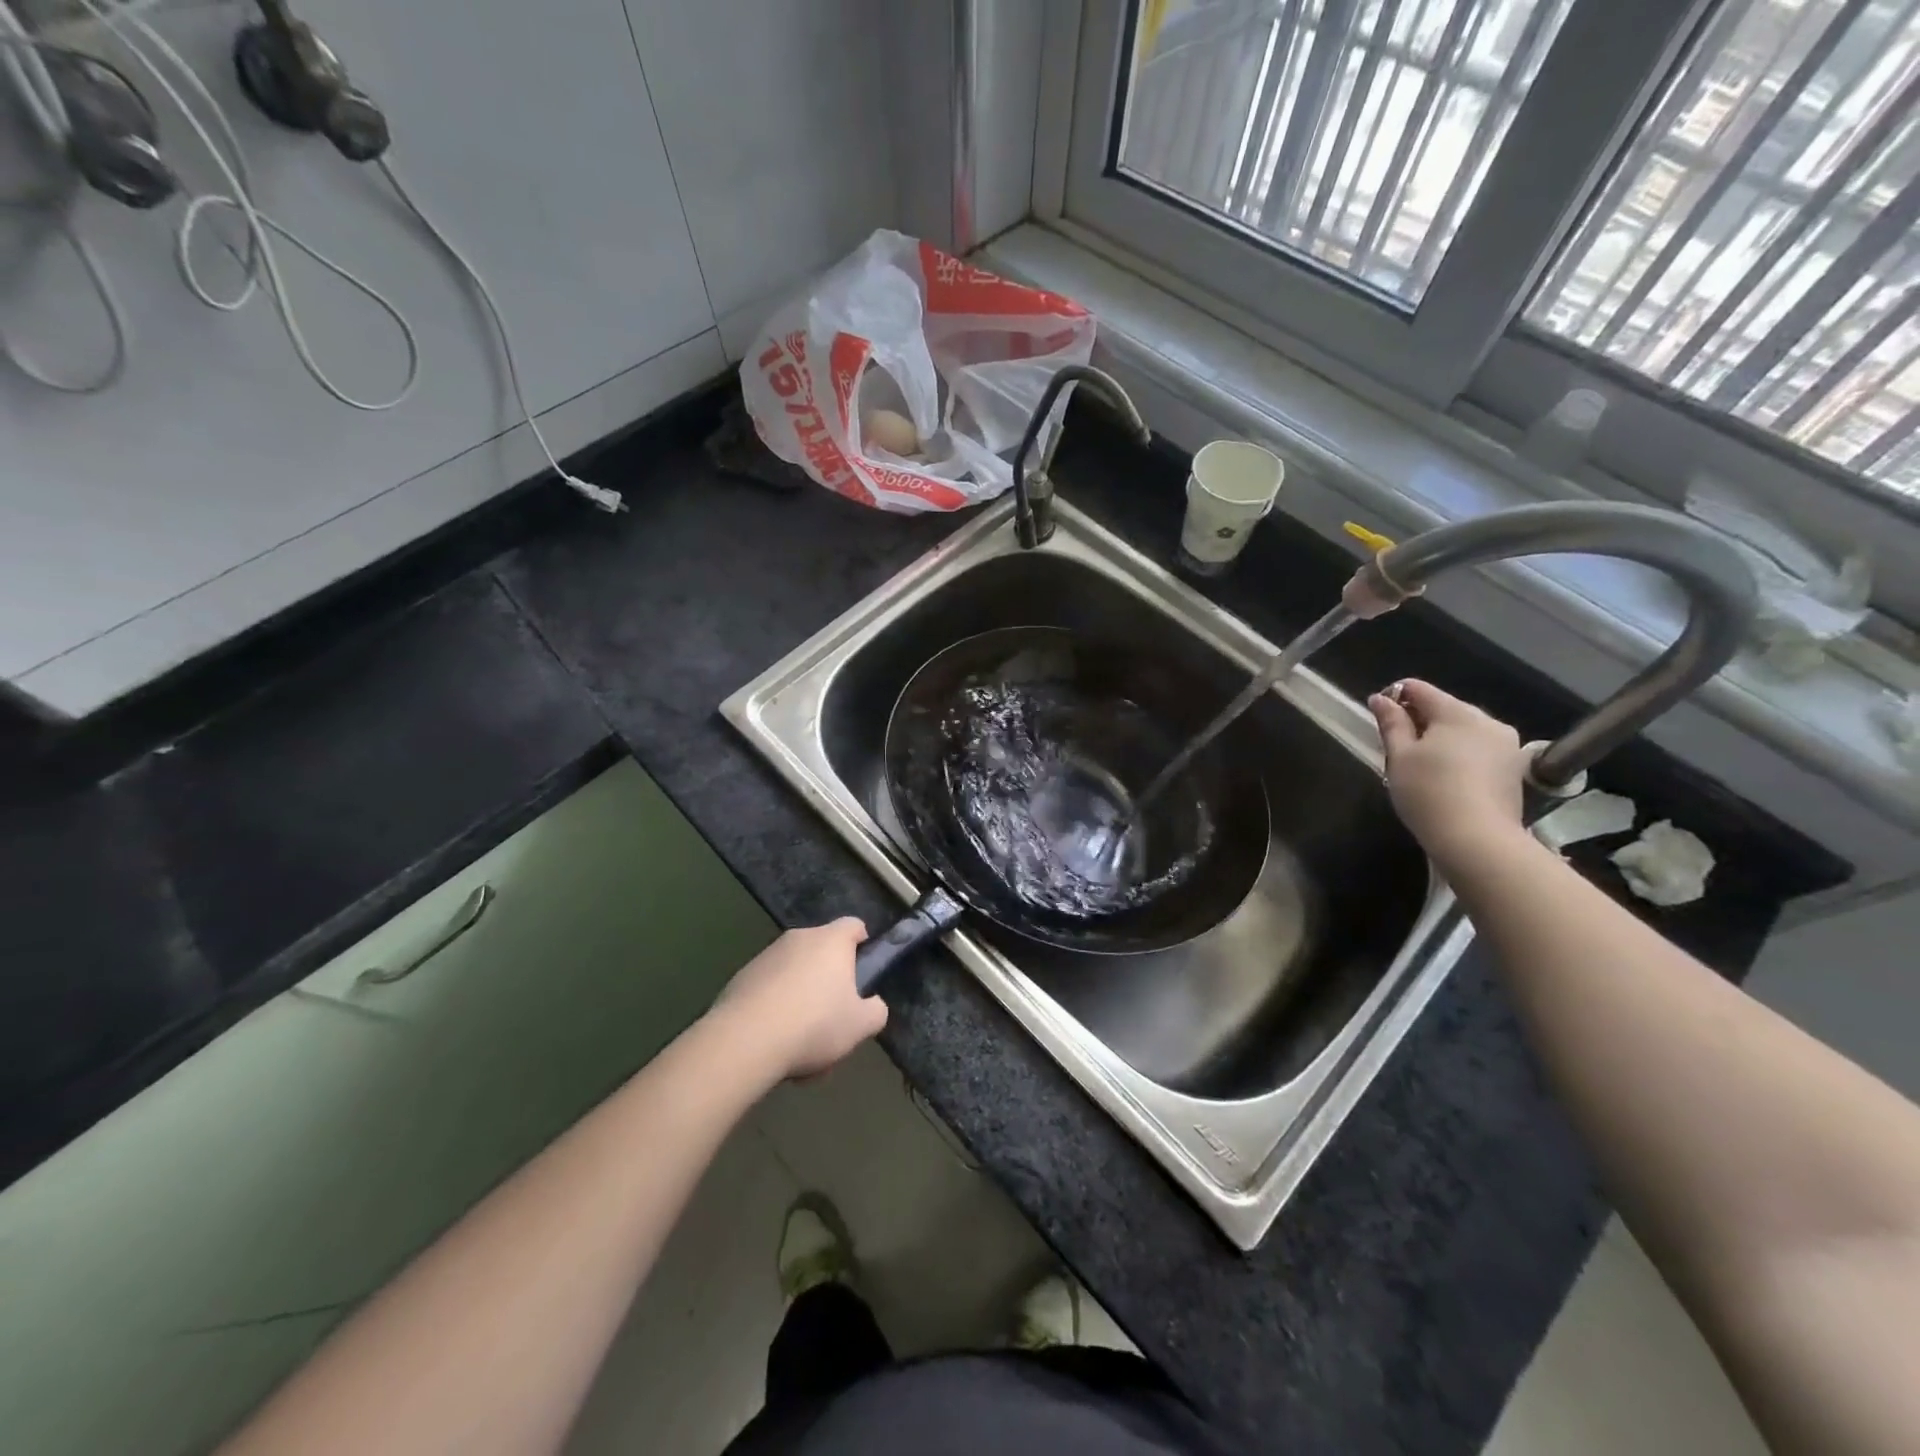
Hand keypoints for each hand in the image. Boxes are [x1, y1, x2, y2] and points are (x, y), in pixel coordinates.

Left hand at [710, 919, 886, 1081]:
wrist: (746, 1040)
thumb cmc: (815, 1024)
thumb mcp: (861, 1025)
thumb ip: (875, 1010)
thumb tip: (871, 1005)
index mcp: (831, 940)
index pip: (854, 925)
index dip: (863, 944)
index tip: (863, 971)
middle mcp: (799, 938)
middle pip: (822, 951)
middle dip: (830, 979)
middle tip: (835, 1015)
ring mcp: (766, 956)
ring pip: (794, 972)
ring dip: (802, 997)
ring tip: (802, 1041)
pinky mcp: (741, 977)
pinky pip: (769, 988)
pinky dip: (775, 1008)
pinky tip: (774, 1042)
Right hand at [1369, 679, 1528, 865]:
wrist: (1478, 841)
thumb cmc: (1428, 793)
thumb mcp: (1399, 757)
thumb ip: (1391, 723)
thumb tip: (1381, 699)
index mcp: (1458, 713)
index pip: (1420, 689)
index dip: (1395, 697)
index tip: (1379, 717)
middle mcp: (1488, 721)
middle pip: (1445, 708)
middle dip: (1420, 720)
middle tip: (1397, 746)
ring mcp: (1507, 746)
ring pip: (1464, 730)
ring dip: (1441, 738)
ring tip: (1421, 765)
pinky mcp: (1514, 769)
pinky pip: (1479, 750)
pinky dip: (1459, 755)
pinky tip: (1446, 778)